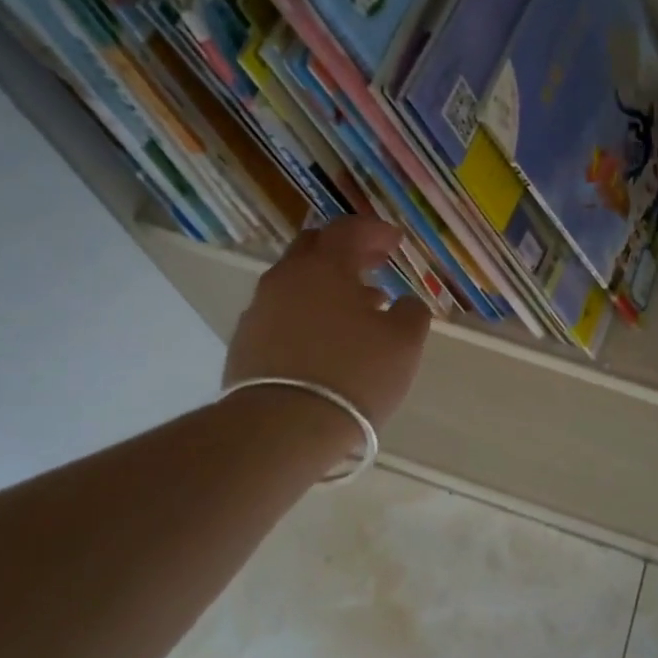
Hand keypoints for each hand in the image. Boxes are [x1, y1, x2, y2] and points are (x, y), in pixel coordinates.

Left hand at [224, 216, 433, 426]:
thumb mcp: (404, 343)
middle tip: (373, 262)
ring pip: (296, 281)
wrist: (281, 428)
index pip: (349, 229)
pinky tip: (326, 338)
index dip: (375, 230)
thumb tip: (405, 302)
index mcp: (325, 266)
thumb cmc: (353, 375)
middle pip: (315, 247)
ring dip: (327, 284)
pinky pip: (282, 311)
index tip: (395, 241)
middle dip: (346, 249)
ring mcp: (260, 309)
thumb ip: (411, 312)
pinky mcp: (246, 341)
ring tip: (357, 307)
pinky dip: (307, 311)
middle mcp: (286, 277)